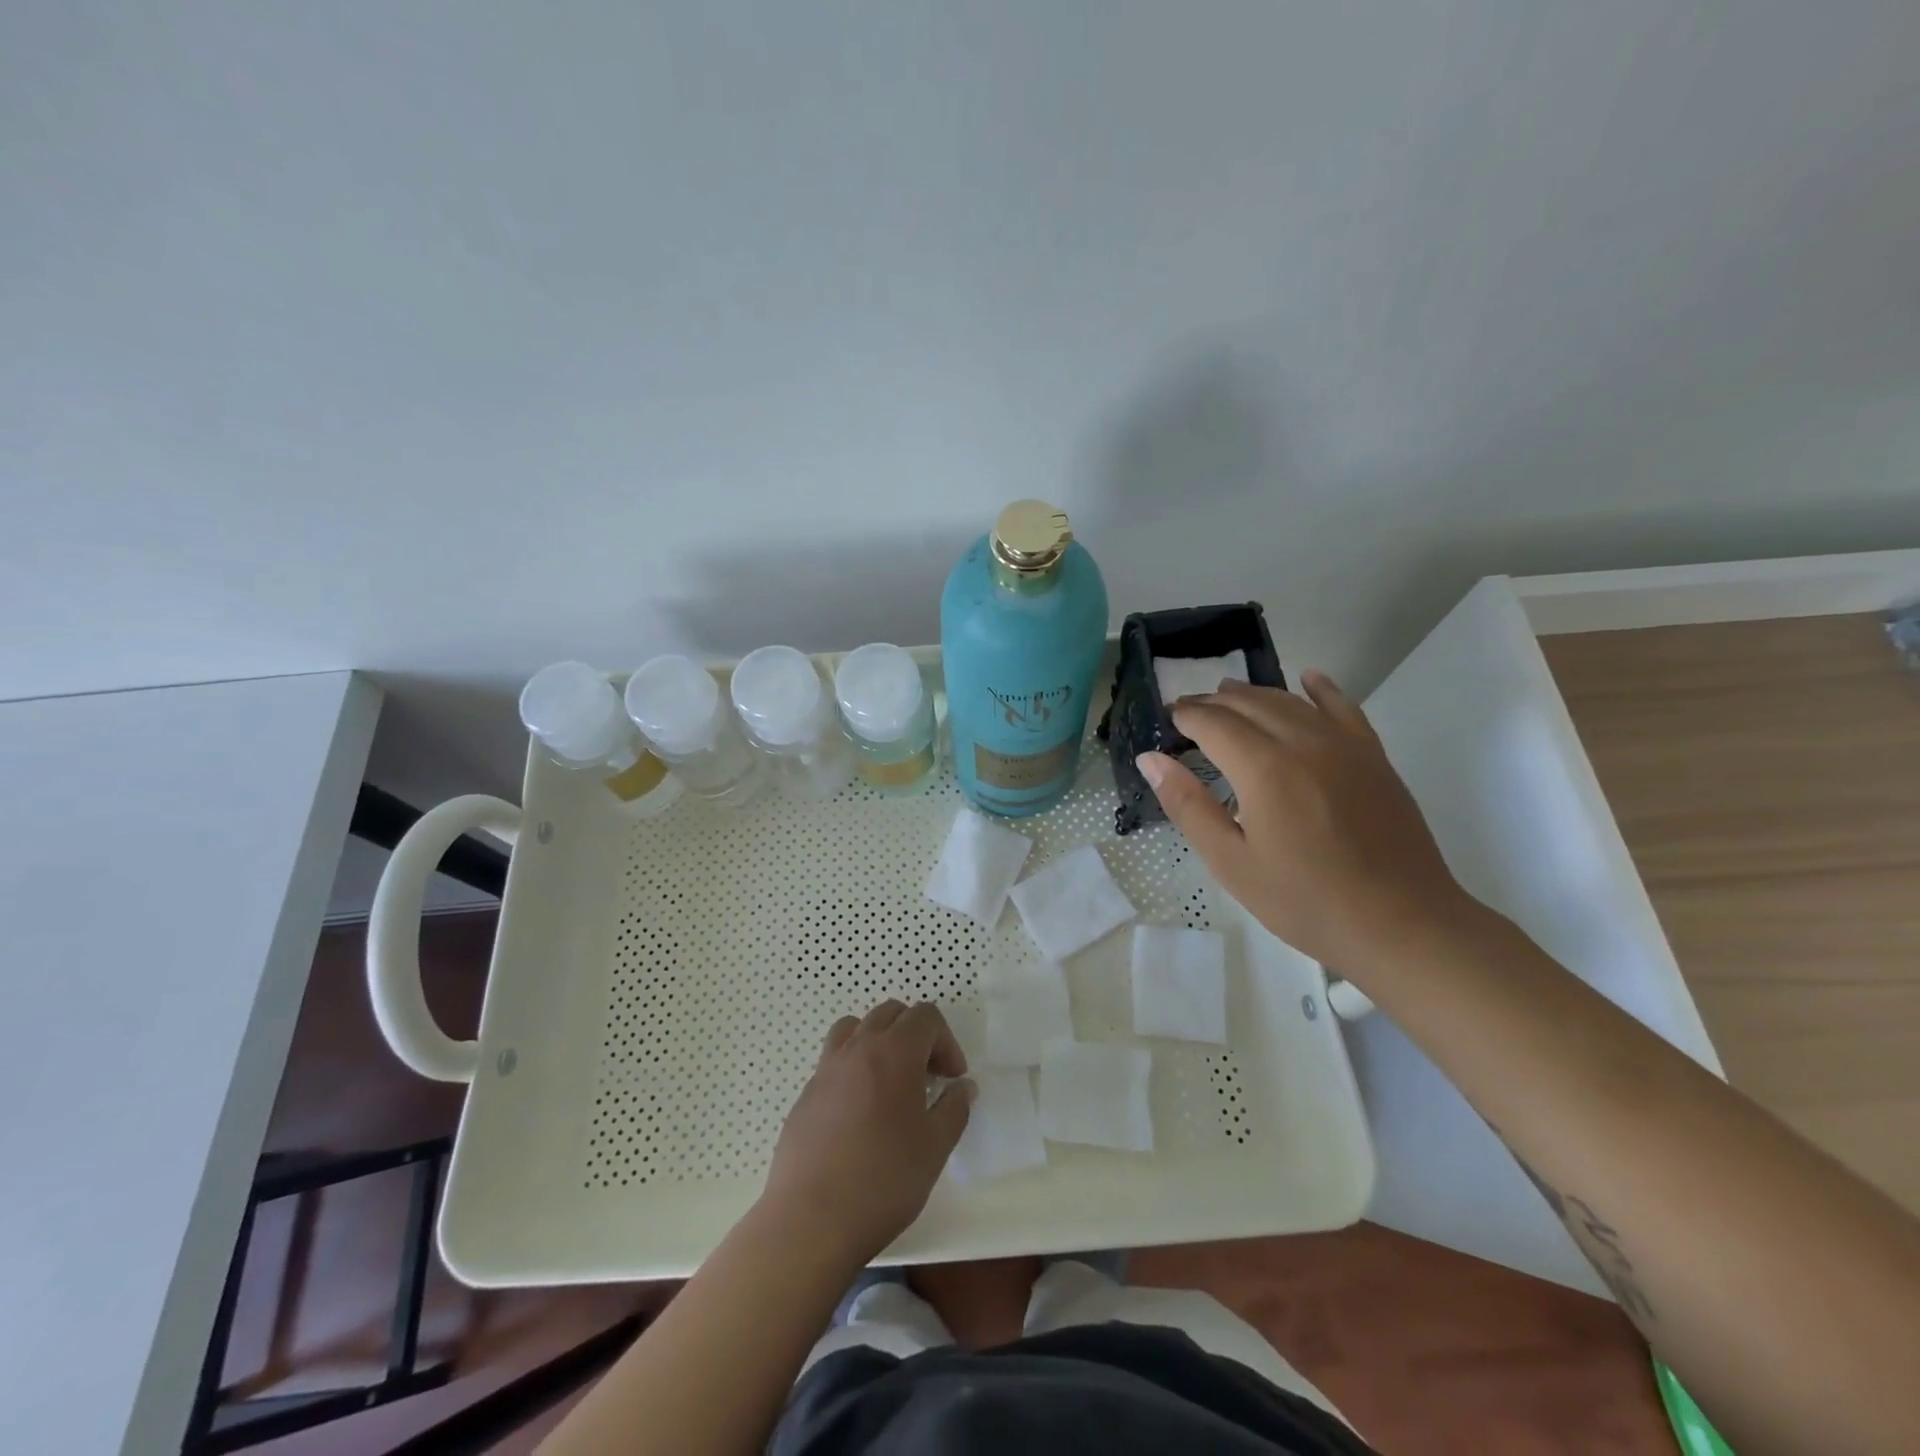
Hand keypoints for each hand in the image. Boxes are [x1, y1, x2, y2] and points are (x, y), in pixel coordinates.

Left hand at [761, 1000, 972, 1266]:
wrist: (811, 1220)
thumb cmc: (884, 1180)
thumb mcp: (935, 1147)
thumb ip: (954, 1108)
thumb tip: (963, 1087)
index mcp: (894, 1052)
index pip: (926, 1016)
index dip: (946, 1041)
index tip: (952, 1078)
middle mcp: (858, 1048)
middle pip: (890, 1013)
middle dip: (915, 1035)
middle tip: (927, 1077)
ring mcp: (826, 1068)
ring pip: (856, 1028)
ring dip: (879, 1041)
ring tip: (890, 1082)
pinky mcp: (805, 1094)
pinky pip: (834, 1061)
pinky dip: (853, 1068)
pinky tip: (859, 1113)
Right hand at [1137, 671, 1468, 972]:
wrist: (1402, 924)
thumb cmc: (1305, 900)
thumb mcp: (1231, 862)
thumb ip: (1188, 805)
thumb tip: (1151, 759)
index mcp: (1263, 768)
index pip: (1213, 723)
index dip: (1186, 716)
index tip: (1167, 719)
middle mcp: (1303, 742)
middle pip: (1249, 704)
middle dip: (1212, 703)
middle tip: (1188, 710)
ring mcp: (1344, 745)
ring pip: (1290, 701)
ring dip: (1254, 694)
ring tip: (1227, 695)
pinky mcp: (1373, 757)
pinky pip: (1343, 708)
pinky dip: (1321, 689)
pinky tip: (1308, 678)